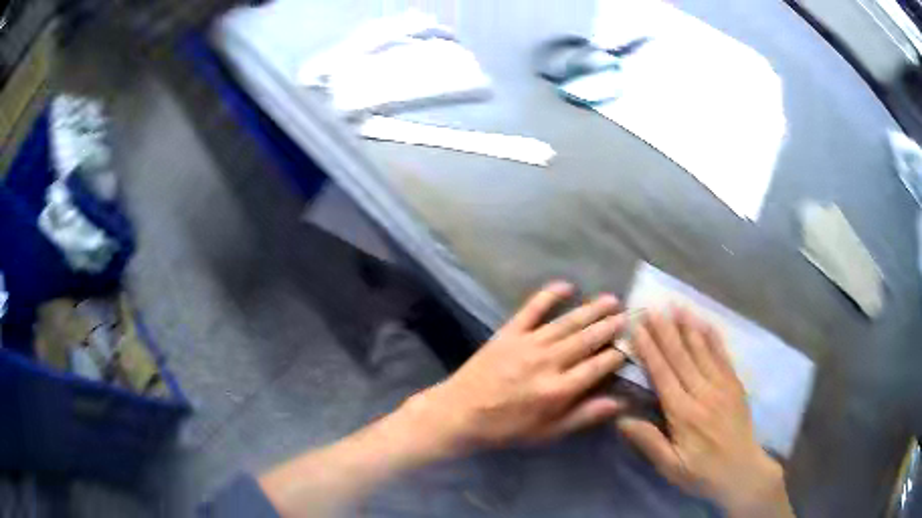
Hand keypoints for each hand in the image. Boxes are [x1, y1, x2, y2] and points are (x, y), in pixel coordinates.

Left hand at [413, 281, 627, 453]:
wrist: (459, 413)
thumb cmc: (505, 428)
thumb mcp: (546, 433)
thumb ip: (583, 416)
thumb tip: (619, 402)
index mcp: (558, 390)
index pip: (599, 366)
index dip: (618, 355)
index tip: (630, 346)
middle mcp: (548, 362)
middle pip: (587, 339)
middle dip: (610, 326)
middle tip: (628, 315)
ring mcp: (528, 343)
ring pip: (567, 322)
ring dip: (591, 309)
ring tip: (611, 299)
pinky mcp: (509, 332)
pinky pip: (532, 308)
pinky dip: (550, 294)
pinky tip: (567, 285)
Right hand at [617, 308, 792, 517]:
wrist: (742, 471)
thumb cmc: (701, 472)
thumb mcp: (670, 467)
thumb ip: (648, 442)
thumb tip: (621, 418)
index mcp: (683, 414)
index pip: (663, 375)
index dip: (649, 350)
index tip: (638, 327)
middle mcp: (703, 393)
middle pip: (681, 356)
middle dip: (665, 331)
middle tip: (652, 307)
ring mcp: (722, 386)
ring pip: (702, 351)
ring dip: (687, 327)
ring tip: (675, 306)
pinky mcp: (735, 384)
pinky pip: (723, 356)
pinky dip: (713, 337)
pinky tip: (704, 323)